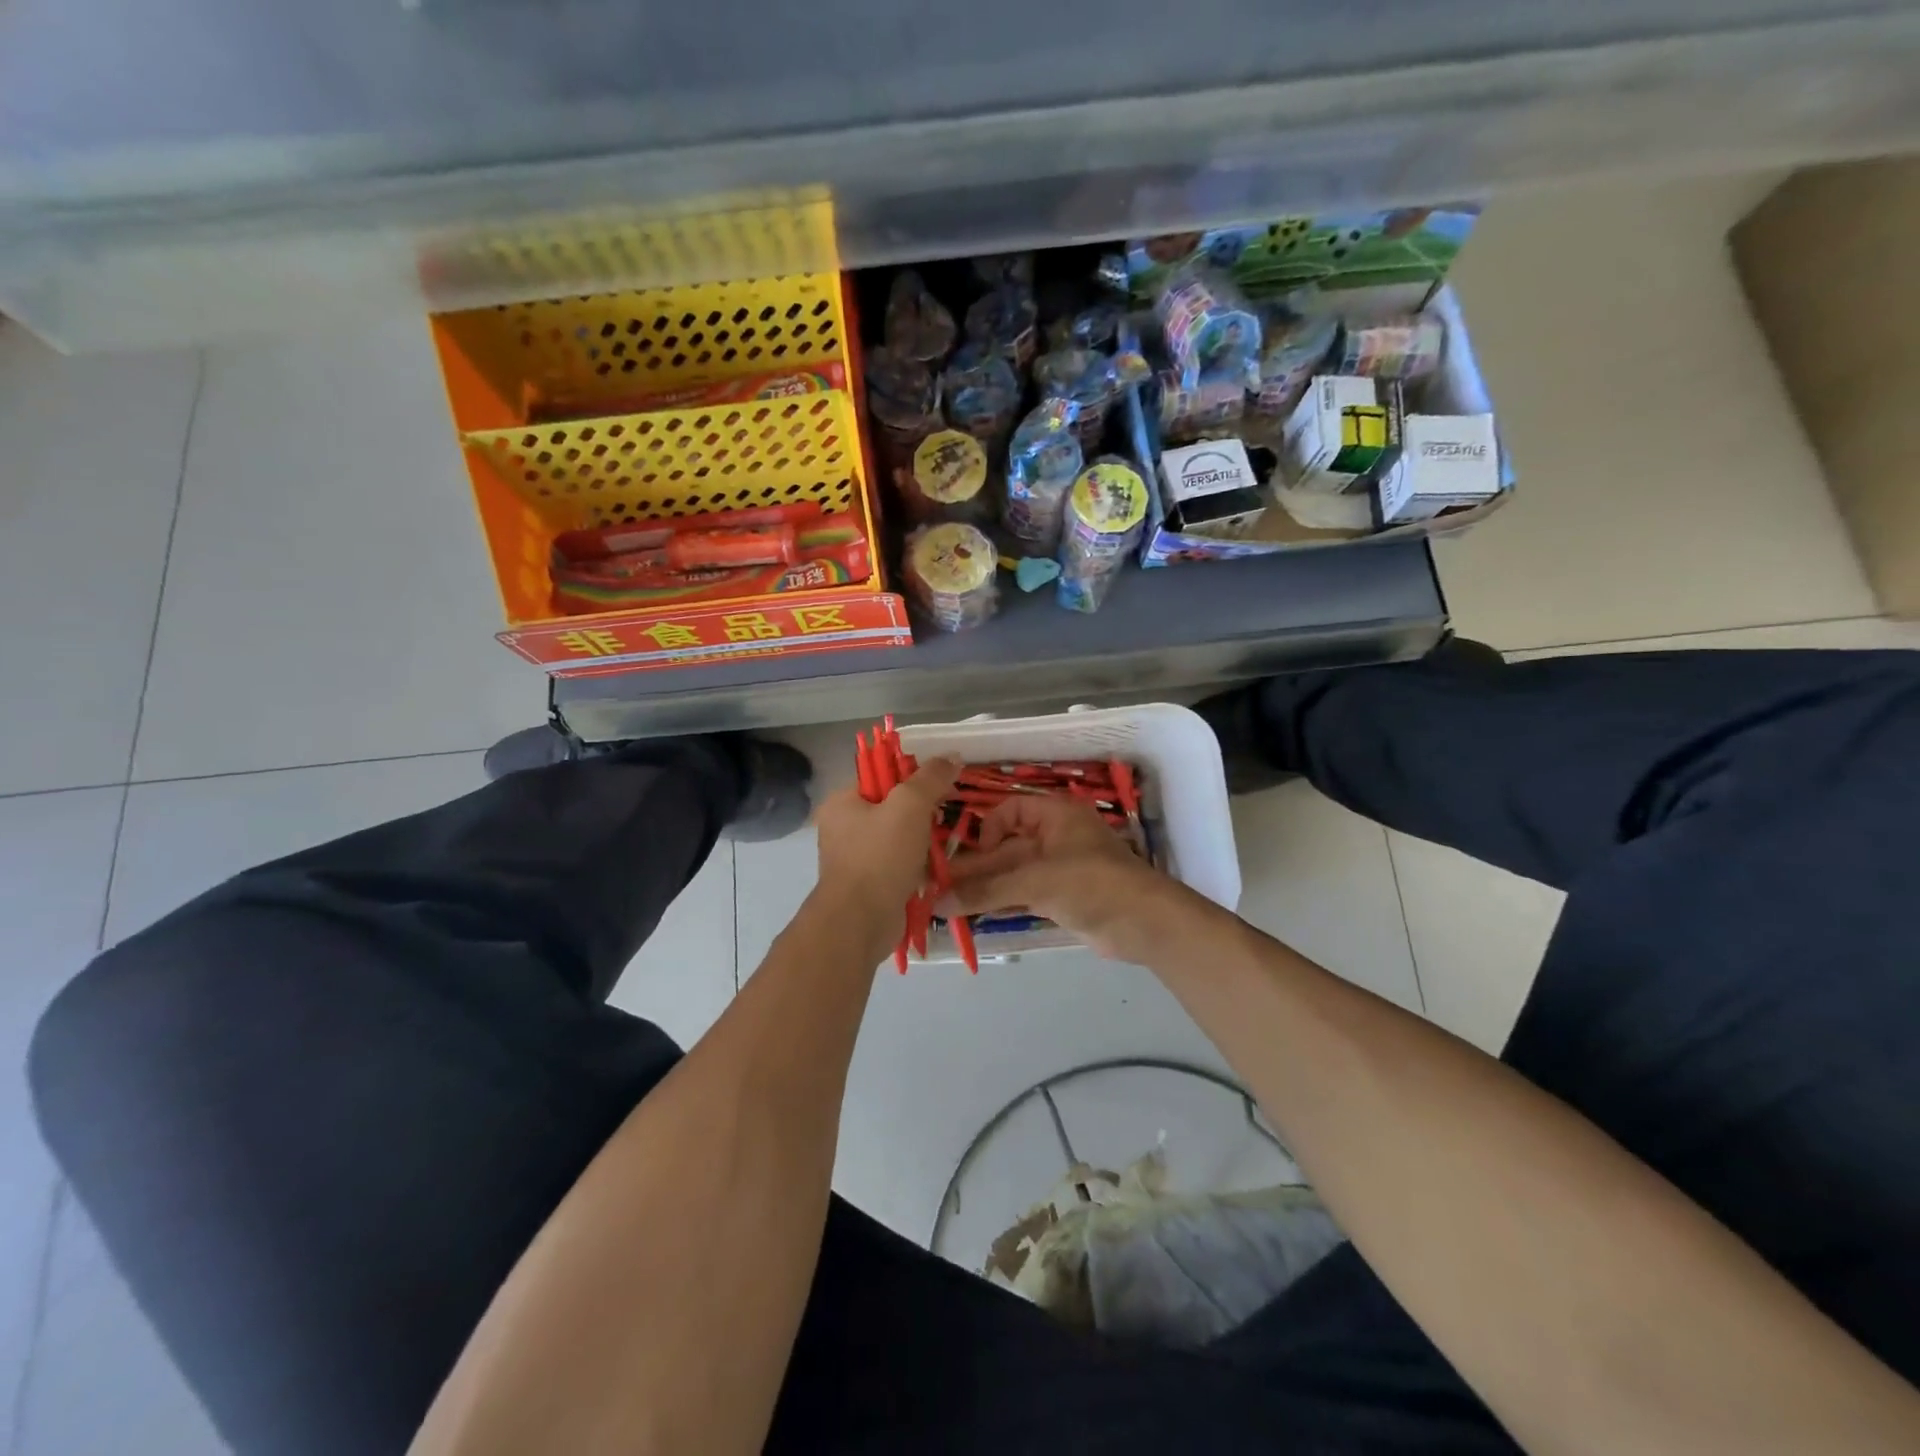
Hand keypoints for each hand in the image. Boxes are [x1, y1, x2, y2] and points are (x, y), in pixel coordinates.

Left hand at [812, 756, 959, 936]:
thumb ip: (931, 778)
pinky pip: (899, 864)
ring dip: (924, 841)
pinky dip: (918, 866)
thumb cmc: (880, 856)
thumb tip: (952, 756)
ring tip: (947, 843)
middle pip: (892, 807)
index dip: (914, 776)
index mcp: (843, 802)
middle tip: (946, 815)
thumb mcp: (910, 805)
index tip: (943, 785)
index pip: (881, 775)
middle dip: (922, 812)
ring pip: (899, 837)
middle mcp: (843, 827)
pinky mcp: (869, 885)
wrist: (861, 922)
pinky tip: (937, 869)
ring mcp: (855, 858)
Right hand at [940, 795, 1190, 960]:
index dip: (988, 828)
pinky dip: (1000, 902)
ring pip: (1012, 874)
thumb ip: (987, 891)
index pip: (1011, 810)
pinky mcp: (1060, 897)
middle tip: (938, 884)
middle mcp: (1055, 837)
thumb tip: (938, 902)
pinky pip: (1021, 894)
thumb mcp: (1036, 881)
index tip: (971, 853)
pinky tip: (972, 914)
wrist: (1143, 923)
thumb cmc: (1092, 883)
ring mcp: (1058, 869)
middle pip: (1007, 847)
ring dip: (984, 888)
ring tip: (945, 903)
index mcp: (1056, 815)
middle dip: (977, 867)